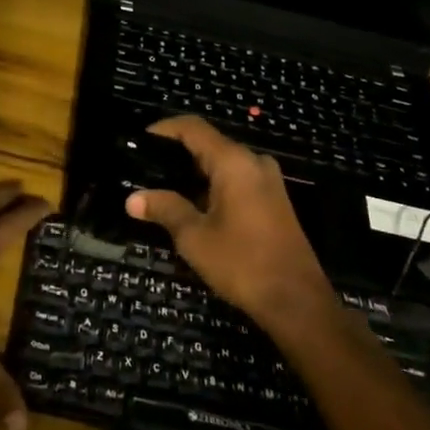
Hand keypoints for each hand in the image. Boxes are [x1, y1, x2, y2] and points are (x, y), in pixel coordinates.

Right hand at [126, 118, 334, 334]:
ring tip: (163, 188)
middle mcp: (253, 162)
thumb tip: (132, 199)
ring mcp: (268, 180)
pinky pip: (237, 179)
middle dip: (176, 154)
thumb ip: (164, 209)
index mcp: (234, 162)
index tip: (140, 139)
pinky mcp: (274, 199)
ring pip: (223, 163)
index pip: (193, 128)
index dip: (164, 129)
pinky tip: (193, 206)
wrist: (297, 301)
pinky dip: (213, 185)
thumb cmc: (242, 263)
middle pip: (209, 143)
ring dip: (195, 173)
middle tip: (145, 169)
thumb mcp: (194, 237)